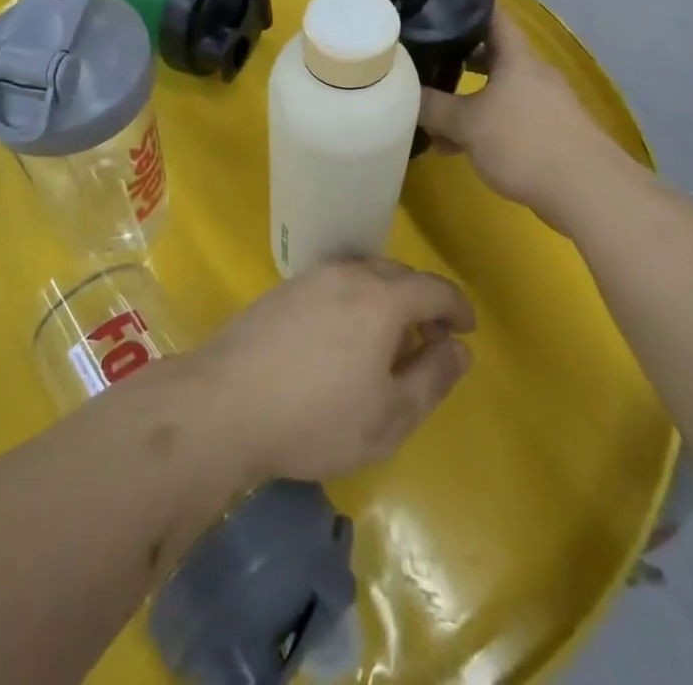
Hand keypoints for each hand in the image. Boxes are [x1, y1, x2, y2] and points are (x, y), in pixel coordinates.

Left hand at [187, 259, 474, 482]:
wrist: (225, 404)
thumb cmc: (316, 417)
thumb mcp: (389, 416)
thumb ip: (432, 378)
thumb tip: (459, 348)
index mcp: (381, 298)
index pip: (434, 288)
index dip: (458, 307)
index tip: (467, 331)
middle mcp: (348, 274)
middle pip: (399, 275)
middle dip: (423, 302)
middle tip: (428, 341)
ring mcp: (311, 277)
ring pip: (364, 274)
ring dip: (387, 298)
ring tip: (387, 340)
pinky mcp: (283, 289)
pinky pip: (335, 282)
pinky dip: (355, 299)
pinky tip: (343, 335)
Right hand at [417, 10, 639, 230]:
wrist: (588, 191)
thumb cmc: (524, 142)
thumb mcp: (467, 124)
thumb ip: (432, 107)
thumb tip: (402, 91)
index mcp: (517, 57)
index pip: (492, 15)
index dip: (466, 4)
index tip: (438, 0)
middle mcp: (533, 73)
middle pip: (492, 53)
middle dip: (458, 57)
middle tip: (425, 57)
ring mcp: (545, 104)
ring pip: (498, 90)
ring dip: (467, 99)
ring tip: (434, 114)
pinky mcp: (550, 133)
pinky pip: (508, 118)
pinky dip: (483, 125)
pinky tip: (459, 147)